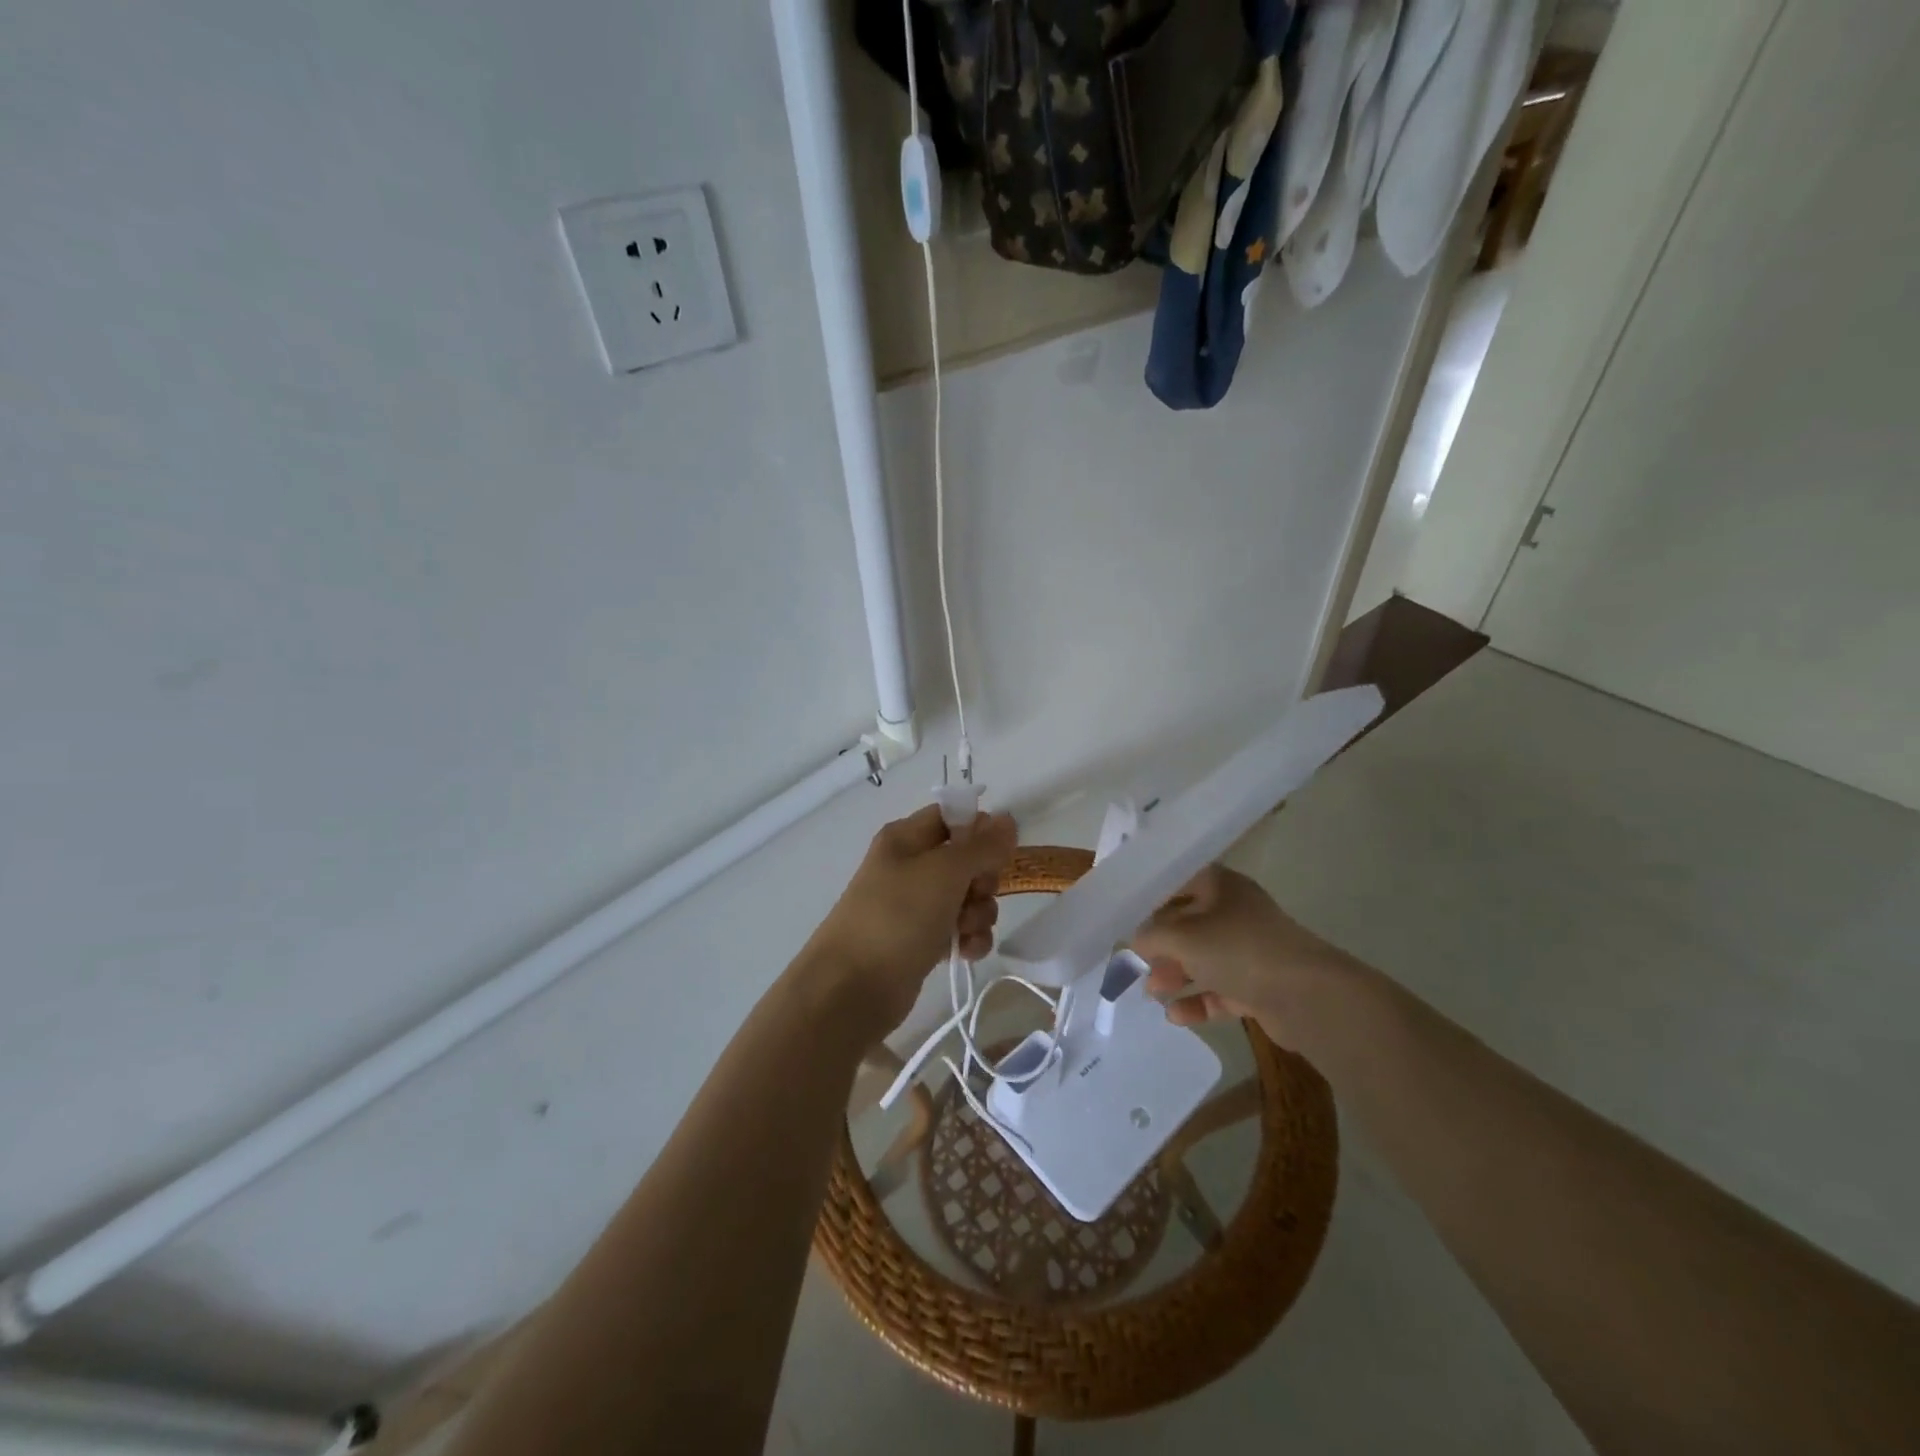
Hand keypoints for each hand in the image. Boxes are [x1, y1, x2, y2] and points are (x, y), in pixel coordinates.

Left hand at [800, 804, 1017, 1038]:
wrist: (853, 987)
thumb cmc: (898, 916)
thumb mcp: (945, 871)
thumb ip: (982, 845)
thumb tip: (1007, 819)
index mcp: (906, 838)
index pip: (953, 816)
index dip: (979, 830)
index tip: (998, 852)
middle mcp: (910, 866)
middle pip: (966, 859)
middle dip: (983, 879)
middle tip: (976, 894)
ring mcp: (915, 906)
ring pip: (967, 897)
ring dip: (979, 914)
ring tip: (966, 931)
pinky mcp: (921, 941)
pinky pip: (959, 930)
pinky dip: (968, 939)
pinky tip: (966, 952)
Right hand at [1130, 865, 1348, 1046]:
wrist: (1307, 997)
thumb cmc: (1238, 950)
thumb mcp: (1183, 937)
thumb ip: (1152, 935)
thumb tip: (1138, 941)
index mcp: (1222, 887)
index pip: (1180, 881)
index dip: (1153, 896)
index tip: (1126, 914)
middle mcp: (1236, 913)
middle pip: (1189, 923)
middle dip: (1161, 944)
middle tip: (1137, 961)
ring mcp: (1250, 951)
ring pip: (1204, 959)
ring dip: (1176, 974)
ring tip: (1152, 993)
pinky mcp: (1259, 985)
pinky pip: (1220, 990)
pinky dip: (1198, 1001)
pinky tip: (1176, 1016)